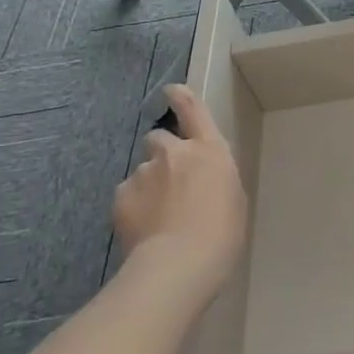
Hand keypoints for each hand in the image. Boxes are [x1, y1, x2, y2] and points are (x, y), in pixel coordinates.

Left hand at [113, 85, 247, 295]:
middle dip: (162, 155)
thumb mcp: (232, 198)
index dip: (181, 97)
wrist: (179, 263)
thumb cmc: (222, 233)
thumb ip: (213, 179)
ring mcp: (144, 173)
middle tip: (168, 183)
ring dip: (148, 186)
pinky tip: (143, 230)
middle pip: (159, 139)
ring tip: (157, 218)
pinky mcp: (121, 196)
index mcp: (210, 150)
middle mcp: (175, 153)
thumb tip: (199, 183)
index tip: (171, 90)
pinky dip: (133, 208)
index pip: (194, 110)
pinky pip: (127, 196)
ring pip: (143, 173)